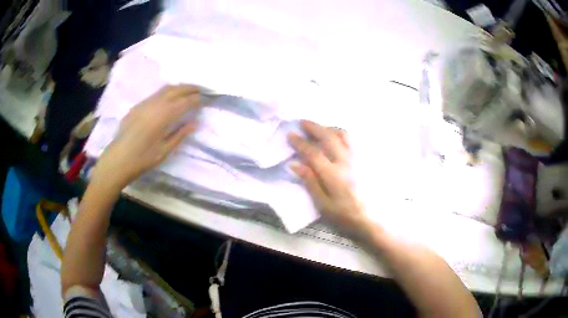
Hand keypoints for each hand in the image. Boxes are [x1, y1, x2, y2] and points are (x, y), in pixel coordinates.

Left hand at [93, 84, 199, 188]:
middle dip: (190, 88)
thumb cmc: (142, 159)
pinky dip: (166, 92)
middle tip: (200, 90)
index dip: (196, 100)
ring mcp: (144, 103)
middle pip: (176, 89)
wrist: (117, 160)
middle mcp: (155, 104)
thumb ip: (180, 135)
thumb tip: (194, 123)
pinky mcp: (137, 106)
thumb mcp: (164, 151)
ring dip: (178, 88)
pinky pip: (155, 94)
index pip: (185, 102)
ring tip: (187, 91)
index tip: (205, 99)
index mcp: (163, 116)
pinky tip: (169, 98)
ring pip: (165, 89)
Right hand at [288, 120, 368, 232]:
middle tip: (302, 122)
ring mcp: (358, 159)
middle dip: (314, 127)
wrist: (372, 220)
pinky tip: (339, 138)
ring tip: (321, 129)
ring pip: (344, 135)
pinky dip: (343, 135)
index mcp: (333, 174)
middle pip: (329, 137)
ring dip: (329, 128)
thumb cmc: (345, 215)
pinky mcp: (367, 160)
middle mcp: (346, 161)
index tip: (290, 135)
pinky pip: (354, 141)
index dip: (300, 142)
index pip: (313, 152)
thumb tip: (296, 164)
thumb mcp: (323, 204)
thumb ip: (310, 182)